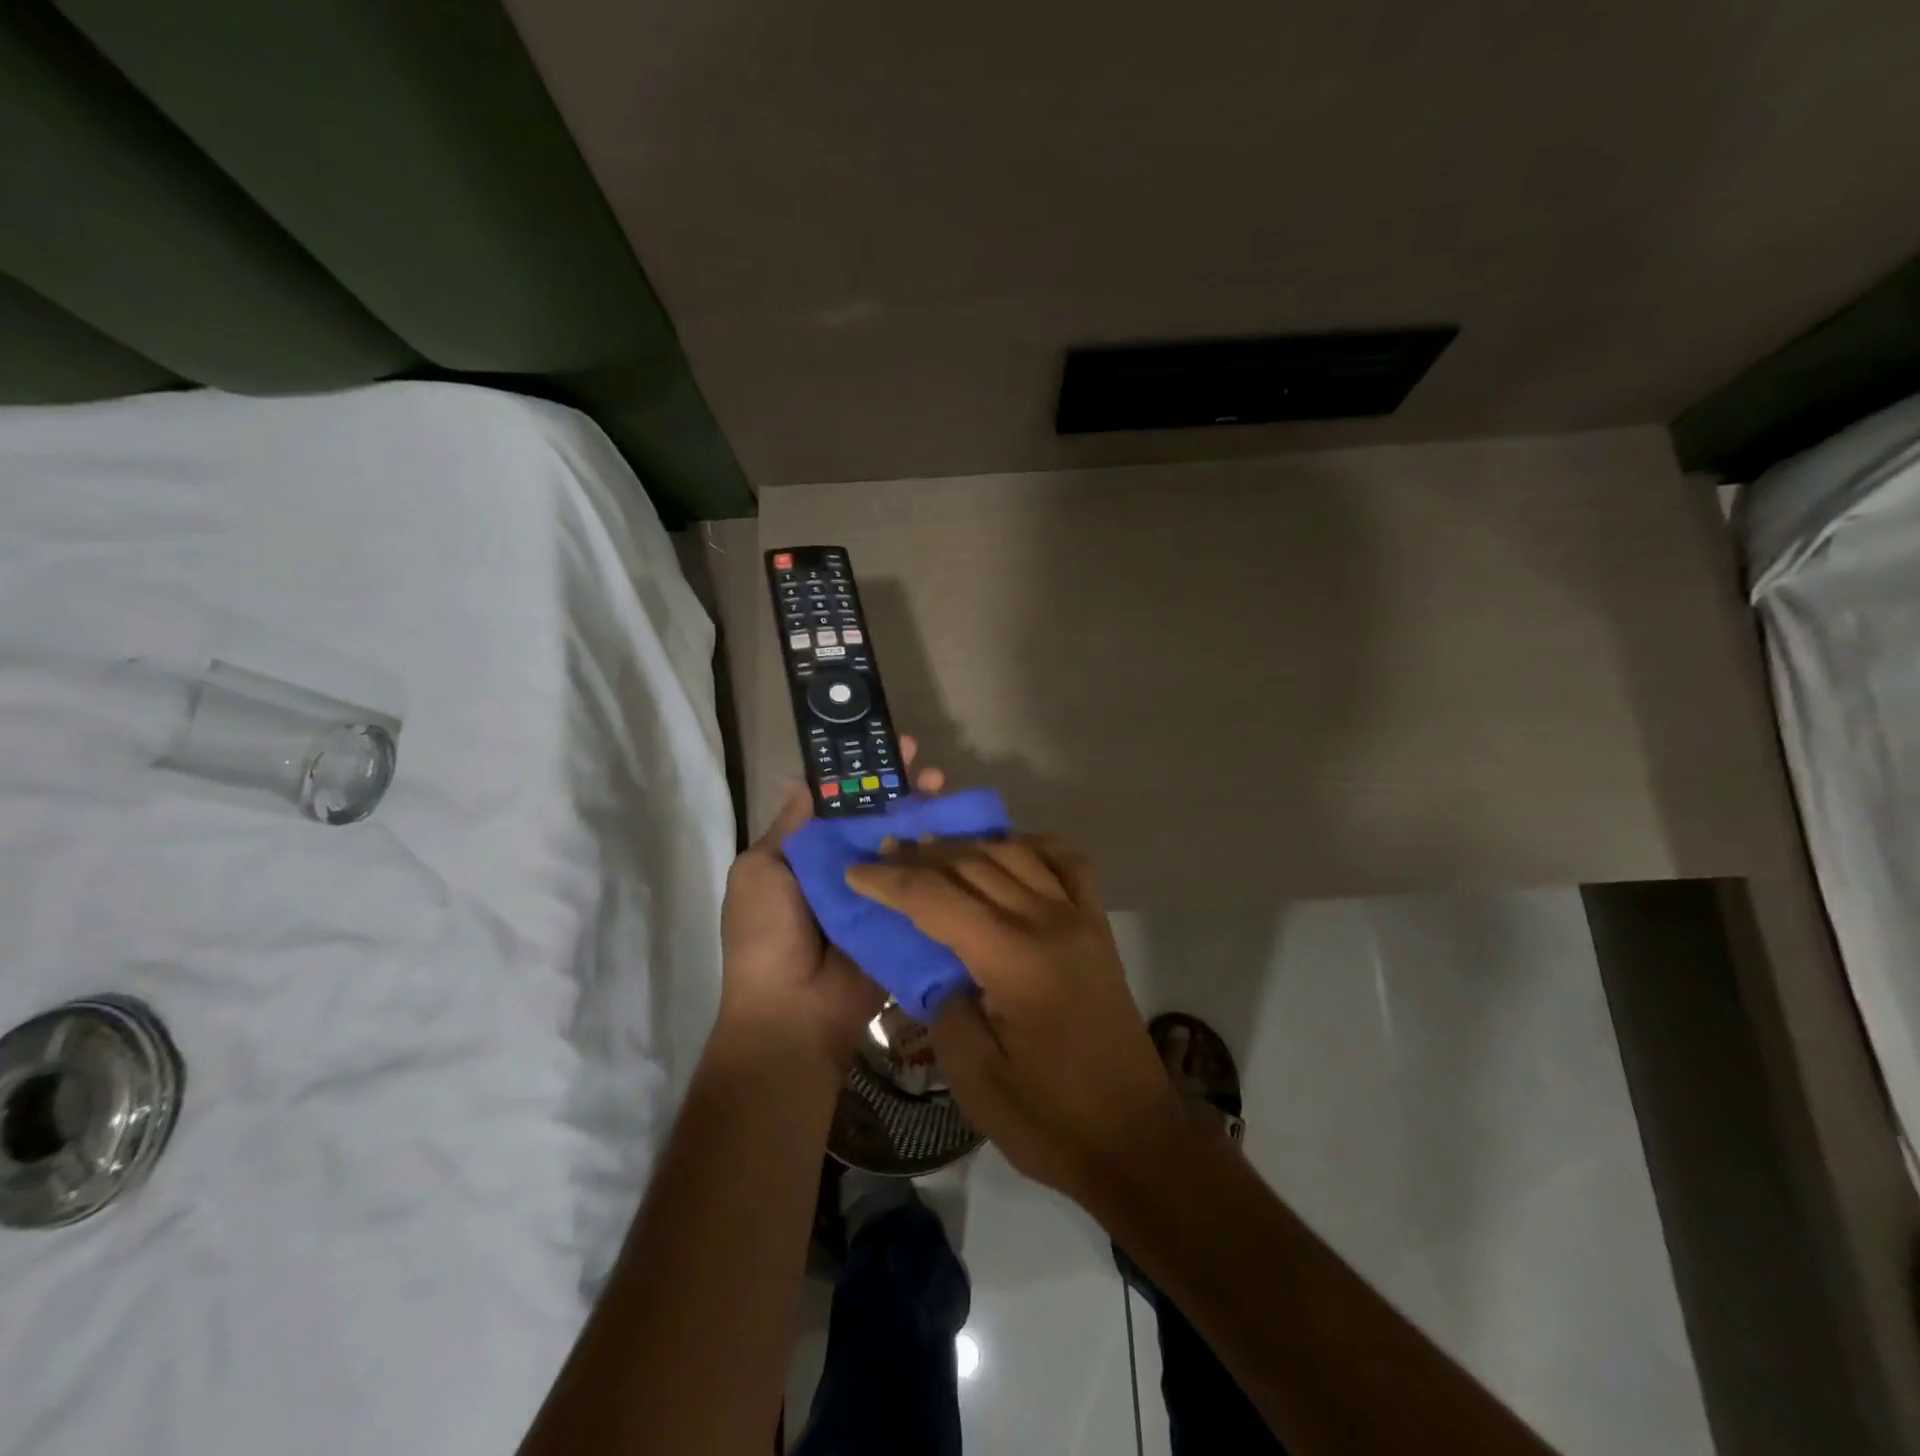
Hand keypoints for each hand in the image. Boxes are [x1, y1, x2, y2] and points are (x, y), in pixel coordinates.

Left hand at [718, 739, 944, 1074]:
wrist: (793, 1011)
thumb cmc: (767, 934)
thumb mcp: (761, 871)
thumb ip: (790, 828)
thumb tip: (800, 779)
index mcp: (812, 855)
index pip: (845, 804)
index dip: (867, 776)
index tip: (890, 749)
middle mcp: (850, 868)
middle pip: (884, 820)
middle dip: (907, 791)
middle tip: (931, 768)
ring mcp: (881, 894)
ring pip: (909, 846)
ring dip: (930, 817)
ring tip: (948, 791)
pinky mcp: (906, 919)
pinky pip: (926, 885)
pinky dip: (944, 859)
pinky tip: (964, 835)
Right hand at [844, 836, 1180, 1199]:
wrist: (1135, 1138)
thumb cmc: (1051, 1120)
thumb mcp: (975, 1079)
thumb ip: (945, 1010)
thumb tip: (940, 969)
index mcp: (1015, 960)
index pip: (939, 900)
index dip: (891, 882)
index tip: (855, 871)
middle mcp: (1050, 922)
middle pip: (975, 865)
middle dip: (921, 855)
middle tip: (882, 853)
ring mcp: (1080, 918)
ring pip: (1017, 853)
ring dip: (969, 844)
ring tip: (931, 847)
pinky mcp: (1098, 927)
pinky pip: (1069, 863)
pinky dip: (1034, 845)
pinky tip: (1009, 848)